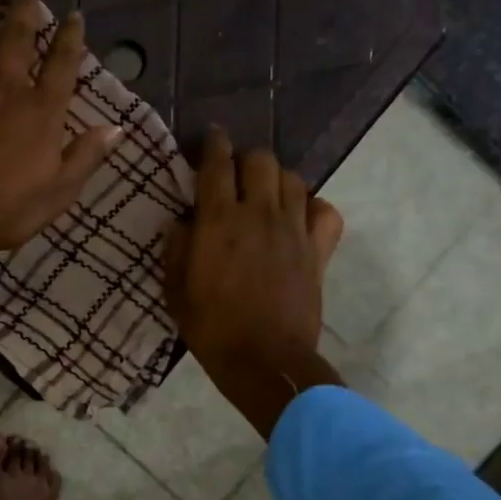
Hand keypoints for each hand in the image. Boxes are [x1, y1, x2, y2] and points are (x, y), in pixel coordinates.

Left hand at [0, 0, 121, 251]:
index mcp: (42, 111)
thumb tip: (116, 128)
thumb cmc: (10, 207)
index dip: (70, 37)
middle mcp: (6, 90)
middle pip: (16, 41)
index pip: (62, 64)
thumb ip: (86, 156)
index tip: (73, 15)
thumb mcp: (60, 190)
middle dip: (24, 12)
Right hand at [165, 127, 345, 436]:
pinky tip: (299, 218)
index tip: (211, 139)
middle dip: (245, 160)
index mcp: (219, 220)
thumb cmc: (210, 327)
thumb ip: (176, 248)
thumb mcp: (175, 289)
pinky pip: (325, 211)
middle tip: (234, 176)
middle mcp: (259, 213)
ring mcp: (294, 229)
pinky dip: (313, 207)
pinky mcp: (319, 250)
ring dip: (276, 179)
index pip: (218, 164)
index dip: (213, 144)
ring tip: (264, 194)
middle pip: (261, 160)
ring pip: (293, 178)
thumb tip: (181, 222)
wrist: (264, 360)